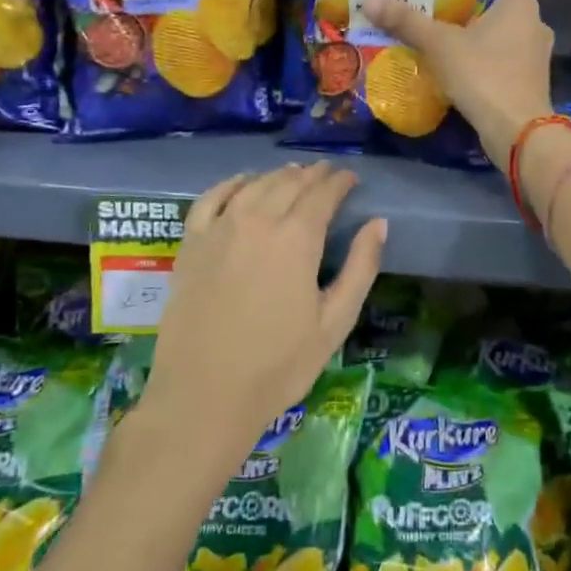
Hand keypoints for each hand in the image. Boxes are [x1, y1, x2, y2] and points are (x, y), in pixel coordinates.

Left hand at [138, 162, 386, 472]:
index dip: (340, 181)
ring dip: (279, 175)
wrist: (204, 395)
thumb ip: (361, 267)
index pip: (323, 193)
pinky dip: (232, 183)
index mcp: (297, 239)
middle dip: (313, 175)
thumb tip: (378, 223)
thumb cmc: (279, 365)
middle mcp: (257, 221)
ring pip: (254, 185)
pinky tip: (243, 182)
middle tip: (327, 175)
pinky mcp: (192, 244)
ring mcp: (220, 229)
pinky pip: (212, 198)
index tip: (351, 178)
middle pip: (289, 183)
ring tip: (294, 175)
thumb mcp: (335, 322)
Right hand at [360, 0, 555, 162]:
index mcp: (521, 2)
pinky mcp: (529, 79)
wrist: (516, 132)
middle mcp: (535, 22)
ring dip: (477, 28)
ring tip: (442, 25)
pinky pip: (504, 55)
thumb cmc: (483, 75)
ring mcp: (535, 54)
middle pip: (500, 0)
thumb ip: (407, 21)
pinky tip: (458, 59)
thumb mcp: (440, 44)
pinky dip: (484, 53)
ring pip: (503, 30)